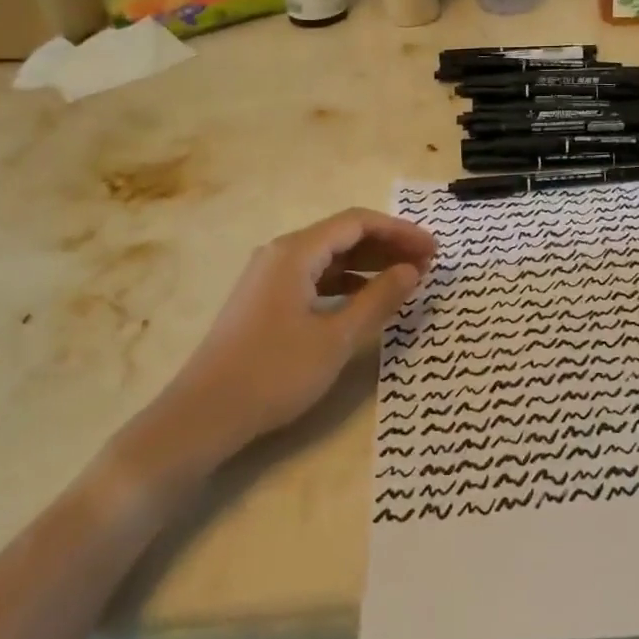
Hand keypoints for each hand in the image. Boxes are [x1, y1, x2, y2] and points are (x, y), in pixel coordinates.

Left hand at [115, 209, 433, 490]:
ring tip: (405, 280)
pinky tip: (366, 298)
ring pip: (329, 257)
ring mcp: (269, 276)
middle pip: (343, 235)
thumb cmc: (274, 373)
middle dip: (388, 246)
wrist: (203, 415)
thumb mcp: (336, 338)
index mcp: (296, 252)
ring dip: (369, 264)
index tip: (434, 250)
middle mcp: (281, 253)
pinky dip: (346, 282)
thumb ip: (378, 299)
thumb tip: (412, 271)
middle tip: (428, 265)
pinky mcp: (265, 300)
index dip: (400, 232)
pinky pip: (314, 277)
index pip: (358, 223)